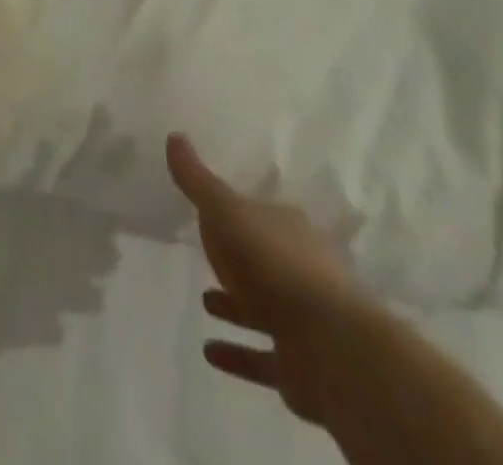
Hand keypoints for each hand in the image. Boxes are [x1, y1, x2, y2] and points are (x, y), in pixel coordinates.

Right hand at [167, 133, 377, 424]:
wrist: (328, 347)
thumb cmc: (272, 263)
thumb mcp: (224, 210)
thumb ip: (197, 179)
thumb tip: (174, 136)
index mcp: (289, 228)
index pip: (260, 214)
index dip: (237, 212)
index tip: (215, 214)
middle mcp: (302, 269)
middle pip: (265, 259)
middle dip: (238, 260)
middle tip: (209, 257)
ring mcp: (304, 320)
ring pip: (263, 308)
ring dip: (235, 306)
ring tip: (204, 301)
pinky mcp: (299, 365)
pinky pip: (261, 355)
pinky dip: (237, 352)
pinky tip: (209, 350)